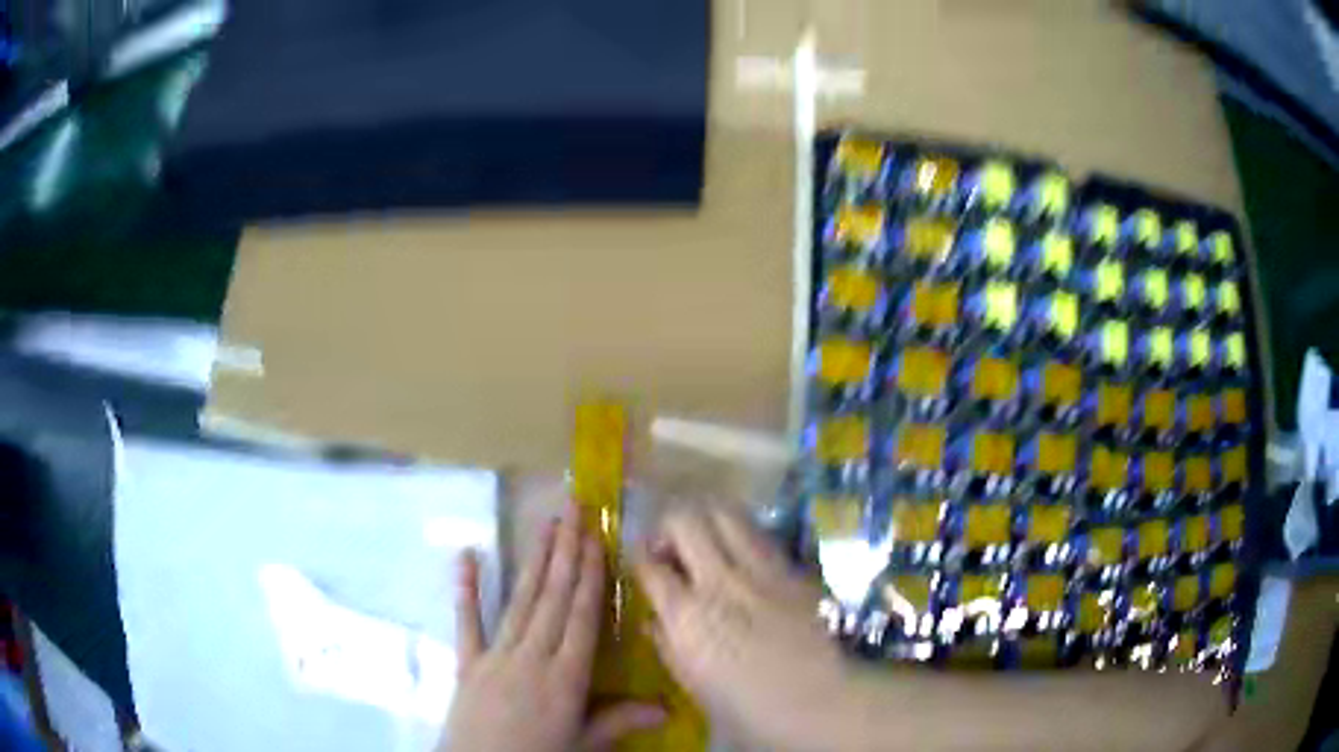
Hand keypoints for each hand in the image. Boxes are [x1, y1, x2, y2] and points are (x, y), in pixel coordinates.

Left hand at [441, 505, 664, 751]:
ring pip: (521, 601)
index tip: (596, 539)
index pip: (583, 617)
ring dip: (535, 562)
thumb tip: (669, 707)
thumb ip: (620, 720)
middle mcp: (532, 657)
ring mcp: (496, 656)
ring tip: (546, 525)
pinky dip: (466, 590)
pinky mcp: (467, 663)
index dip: (591, 576)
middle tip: (574, 510)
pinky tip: (466, 556)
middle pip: (554, 598)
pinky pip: (467, 623)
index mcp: (566, 677)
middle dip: (566, 553)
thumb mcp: (584, 743)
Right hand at [634, 508, 854, 751]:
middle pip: (685, 520)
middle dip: (669, 526)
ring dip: (708, 521)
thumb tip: (654, 619)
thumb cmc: (747, 708)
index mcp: (687, 614)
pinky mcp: (794, 569)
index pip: (649, 564)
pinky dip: (744, 536)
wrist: (820, 701)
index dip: (639, 557)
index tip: (641, 562)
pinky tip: (746, 561)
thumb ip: (667, 645)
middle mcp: (720, 580)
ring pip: (727, 513)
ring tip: (708, 543)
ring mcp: (761, 569)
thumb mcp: (693, 684)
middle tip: (672, 548)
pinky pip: (762, 535)